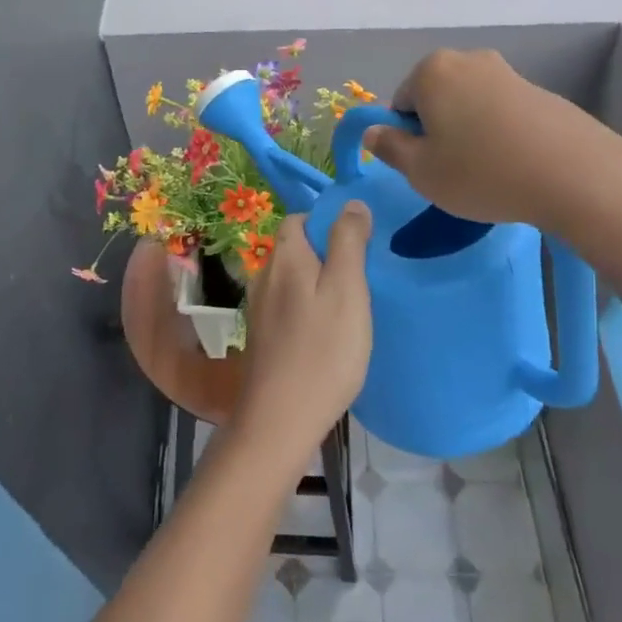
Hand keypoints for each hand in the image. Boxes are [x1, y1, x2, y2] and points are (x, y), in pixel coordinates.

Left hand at [235, 206, 372, 470]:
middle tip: (362, 279)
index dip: (330, 224)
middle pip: (296, 248)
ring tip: (351, 306)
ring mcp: (259, 306)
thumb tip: (351, 202)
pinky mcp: (262, 335)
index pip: (301, 218)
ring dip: (319, 283)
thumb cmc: (322, 350)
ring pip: (293, 278)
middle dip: (327, 254)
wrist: (281, 419)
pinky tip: (329, 332)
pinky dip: (309, 308)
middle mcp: (264, 274)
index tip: (360, 246)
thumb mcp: (347, 289)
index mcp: (285, 256)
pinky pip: (289, 305)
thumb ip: (349, 241)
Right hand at [362, 48, 580, 225]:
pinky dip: (500, 134)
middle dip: (438, 130)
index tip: (428, 166)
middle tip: (454, 171)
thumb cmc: (481, 171)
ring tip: (489, 171)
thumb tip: (373, 132)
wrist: (575, 174)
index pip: (400, 104)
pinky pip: (502, 113)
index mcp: (432, 71)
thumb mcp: (421, 171)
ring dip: (469, 133)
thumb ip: (389, 148)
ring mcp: (508, 72)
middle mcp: (468, 60)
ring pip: (470, 106)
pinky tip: (516, 164)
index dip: (408, 138)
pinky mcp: (540, 91)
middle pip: (436, 99)